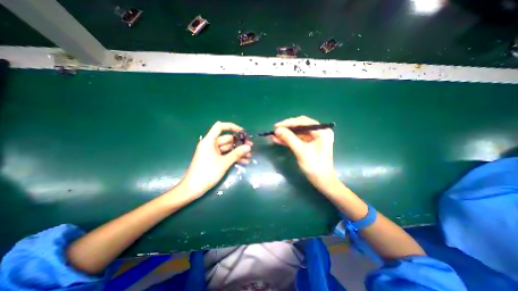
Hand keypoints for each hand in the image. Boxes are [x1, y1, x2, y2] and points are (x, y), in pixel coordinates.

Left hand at [180, 121, 251, 197]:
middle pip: (227, 139)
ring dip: (238, 151)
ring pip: (228, 148)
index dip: (232, 127)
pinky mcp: (215, 159)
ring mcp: (213, 152)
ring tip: (249, 156)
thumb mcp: (223, 163)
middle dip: (239, 143)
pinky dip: (234, 157)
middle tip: (250, 147)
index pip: (220, 127)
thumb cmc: (206, 174)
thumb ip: (236, 154)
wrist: (193, 189)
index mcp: (209, 141)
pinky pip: (226, 155)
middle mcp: (211, 144)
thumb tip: (248, 147)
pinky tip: (244, 161)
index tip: (242, 132)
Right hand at [270, 114, 337, 191]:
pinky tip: (278, 140)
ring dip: (285, 135)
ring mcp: (314, 138)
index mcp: (321, 131)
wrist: (322, 181)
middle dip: (286, 129)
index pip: (303, 121)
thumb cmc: (314, 166)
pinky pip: (297, 139)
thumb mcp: (301, 151)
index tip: (276, 126)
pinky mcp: (309, 144)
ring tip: (273, 136)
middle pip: (299, 126)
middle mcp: (318, 132)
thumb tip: (277, 130)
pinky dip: (288, 140)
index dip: (288, 123)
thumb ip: (289, 138)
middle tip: (274, 130)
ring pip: (297, 133)